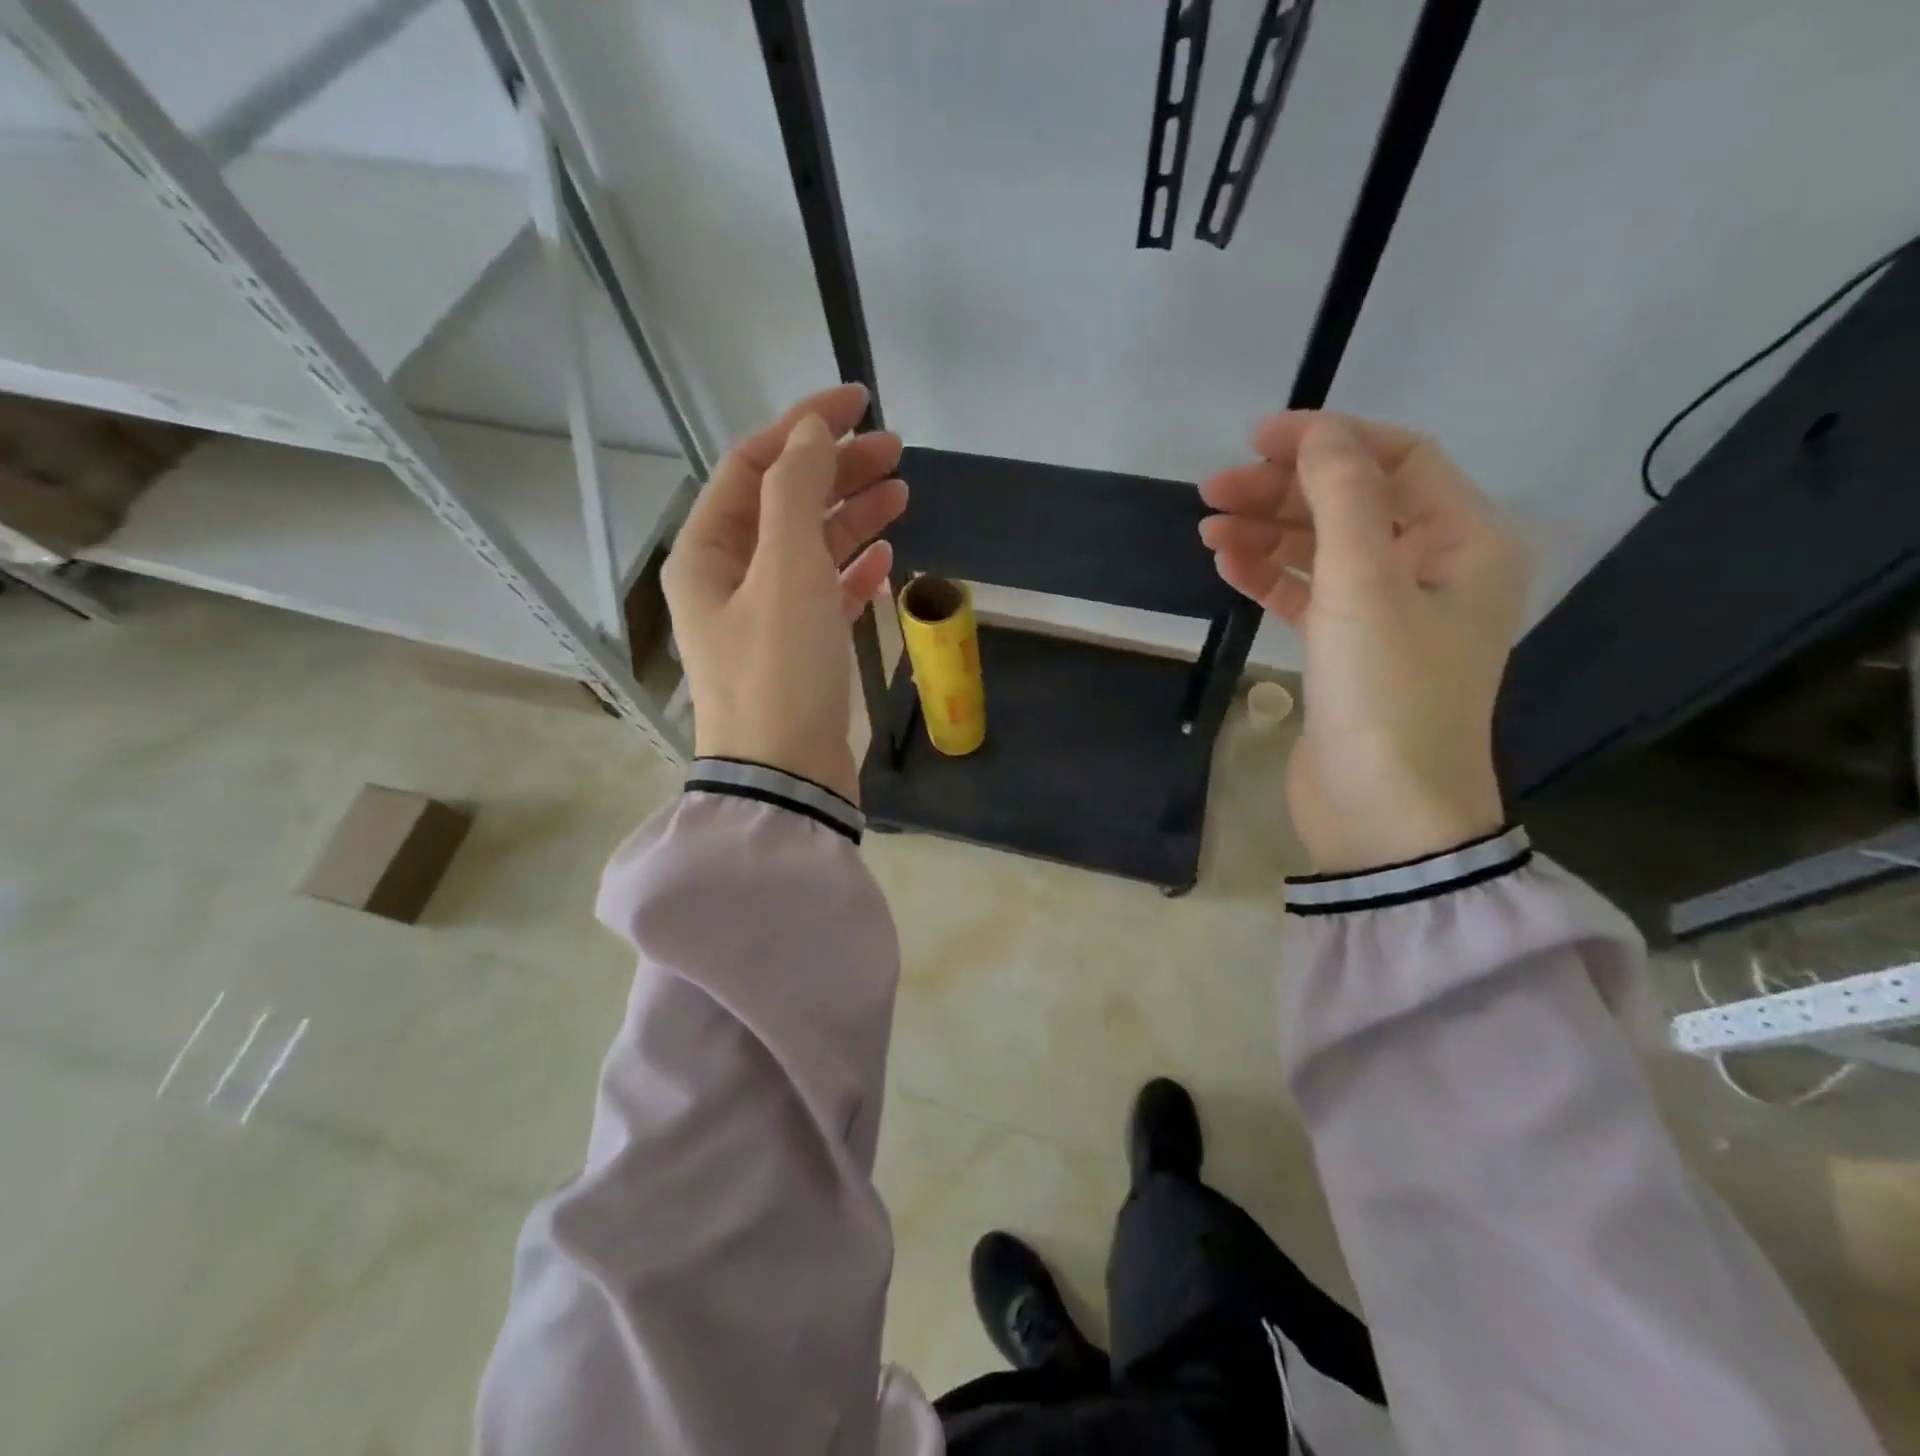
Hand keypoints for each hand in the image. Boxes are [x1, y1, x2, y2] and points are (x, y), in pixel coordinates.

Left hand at [663, 384, 906, 803]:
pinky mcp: (798, 650)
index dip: (803, 426)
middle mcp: (729, 579)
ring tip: (902, 493)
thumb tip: (811, 431)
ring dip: (851, 517)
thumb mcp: (786, 571)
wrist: (787, 777)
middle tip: (895, 451)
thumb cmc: (780, 671)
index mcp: (707, 553)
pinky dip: (853, 570)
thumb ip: (796, 491)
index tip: (858, 403)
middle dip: (836, 470)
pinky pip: (824, 593)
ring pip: (809, 548)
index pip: (753, 465)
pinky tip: (886, 557)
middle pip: (784, 504)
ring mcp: (764, 617)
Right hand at [1199, 412, 1527, 873]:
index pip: (1399, 460)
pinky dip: (1269, 577)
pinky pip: (1308, 596)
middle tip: (1213, 491)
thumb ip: (1343, 500)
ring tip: (1207, 529)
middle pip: (1353, 503)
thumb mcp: (1365, 587)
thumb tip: (1317, 433)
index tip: (1258, 439)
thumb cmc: (1386, 695)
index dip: (1330, 439)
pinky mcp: (1348, 652)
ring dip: (1268, 533)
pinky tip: (1227, 565)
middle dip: (1284, 490)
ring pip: (1324, 550)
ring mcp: (1388, 614)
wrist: (1383, 815)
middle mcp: (1433, 570)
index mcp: (1463, 542)